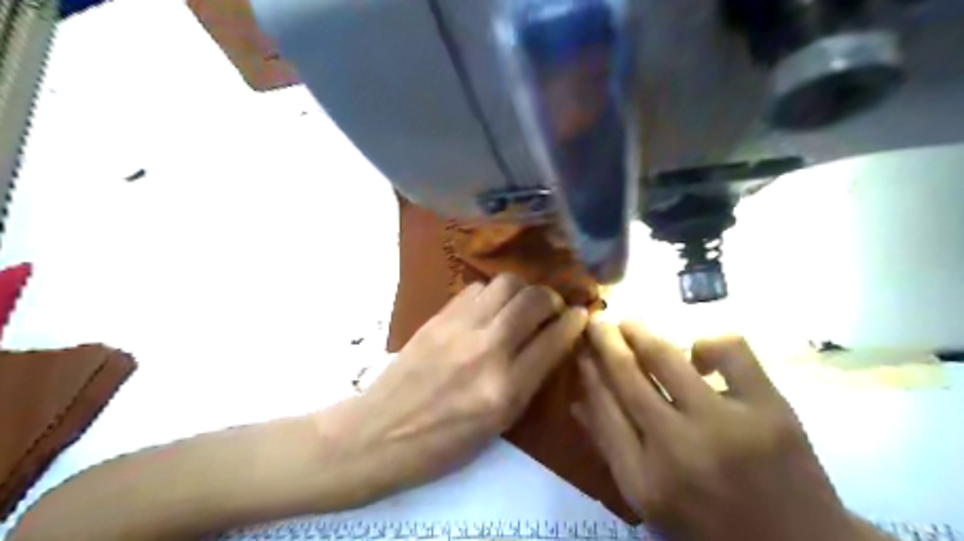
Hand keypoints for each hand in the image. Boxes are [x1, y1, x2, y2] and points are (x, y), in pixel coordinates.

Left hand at [316, 272, 586, 504]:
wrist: (379, 433)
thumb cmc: (443, 444)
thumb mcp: (498, 425)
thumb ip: (528, 381)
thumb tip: (550, 343)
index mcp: (506, 389)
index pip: (554, 339)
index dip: (574, 322)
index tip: (581, 314)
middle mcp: (487, 350)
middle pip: (533, 300)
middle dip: (552, 298)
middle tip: (550, 308)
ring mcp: (459, 328)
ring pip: (506, 283)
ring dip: (522, 290)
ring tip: (519, 305)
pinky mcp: (437, 317)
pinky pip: (475, 288)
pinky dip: (491, 293)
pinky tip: (488, 309)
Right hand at [572, 319, 875, 540]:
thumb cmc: (709, 524)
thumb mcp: (649, 501)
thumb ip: (611, 449)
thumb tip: (577, 400)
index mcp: (643, 479)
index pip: (601, 407)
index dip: (588, 370)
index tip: (581, 349)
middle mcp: (677, 448)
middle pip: (626, 375)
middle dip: (604, 339)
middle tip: (598, 320)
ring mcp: (724, 424)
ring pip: (666, 356)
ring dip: (639, 332)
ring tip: (630, 324)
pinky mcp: (769, 408)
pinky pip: (728, 349)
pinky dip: (706, 342)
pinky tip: (699, 354)